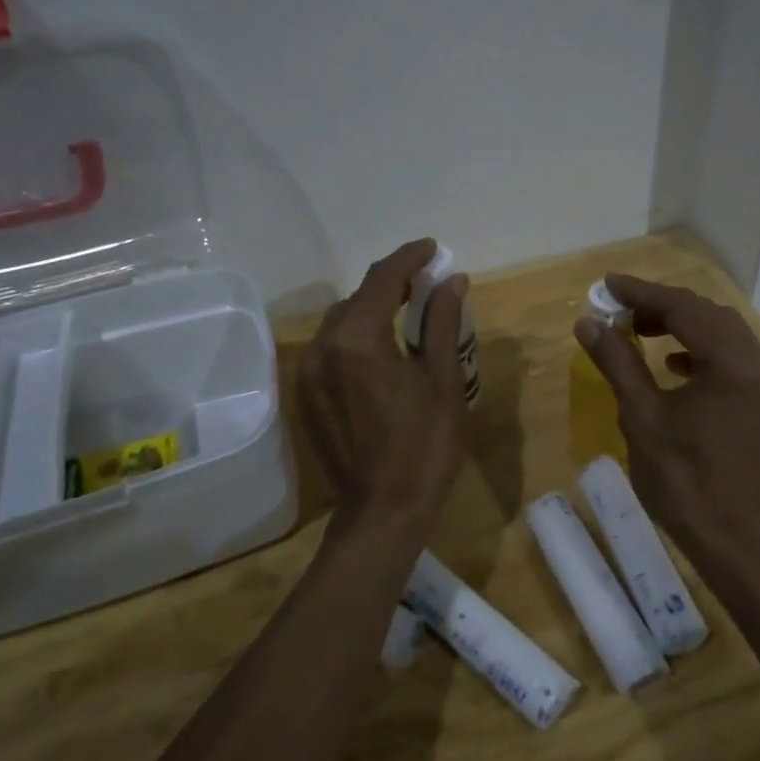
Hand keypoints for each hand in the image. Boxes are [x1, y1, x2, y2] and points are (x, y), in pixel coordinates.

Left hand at [300, 238, 469, 531]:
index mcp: (357, 339)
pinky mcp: (307, 395)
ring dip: (374, 309)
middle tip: (427, 282)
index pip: (382, 279)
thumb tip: (452, 281)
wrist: (383, 512)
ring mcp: (309, 373)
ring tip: (409, 309)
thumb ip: (442, 323)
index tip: (432, 248)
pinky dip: (358, 336)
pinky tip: (383, 347)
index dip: (409, 258)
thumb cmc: (424, 447)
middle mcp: (322, 347)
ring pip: (342, 322)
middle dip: (392, 283)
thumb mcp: (443, 381)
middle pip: (359, 298)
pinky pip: (332, 348)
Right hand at [574, 273, 759, 563]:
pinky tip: (675, 365)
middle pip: (708, 315)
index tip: (607, 283)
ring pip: (724, 334)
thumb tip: (588, 322)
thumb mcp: (643, 417)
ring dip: (682, 326)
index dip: (642, 293)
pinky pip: (735, 358)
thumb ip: (618, 362)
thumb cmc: (686, 482)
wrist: (740, 543)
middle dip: (662, 307)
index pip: (684, 307)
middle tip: (619, 310)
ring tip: (641, 332)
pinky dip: (703, 351)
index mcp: (735, 362)